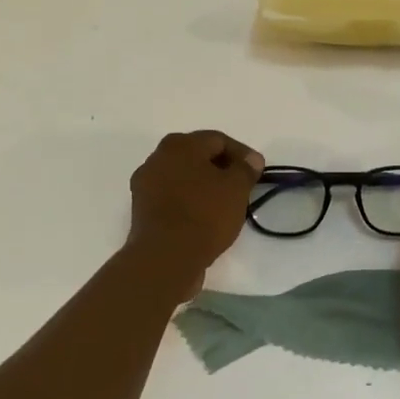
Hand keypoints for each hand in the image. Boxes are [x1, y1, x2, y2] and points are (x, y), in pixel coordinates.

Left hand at [126, 130, 262, 288]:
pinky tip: (204, 217)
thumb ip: (246, 168)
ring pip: (183, 177)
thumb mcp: (236, 188)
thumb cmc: (204, 215)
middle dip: (221, 168)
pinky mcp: (142, 209)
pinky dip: (189, 201)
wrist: (165, 258)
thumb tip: (251, 159)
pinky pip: (172, 196)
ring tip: (225, 204)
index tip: (257, 172)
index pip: (218, 140)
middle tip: (241, 186)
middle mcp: (157, 157)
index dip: (242, 154)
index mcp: (179, 144)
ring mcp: (145, 184)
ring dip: (204, 185)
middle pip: (197, 156)